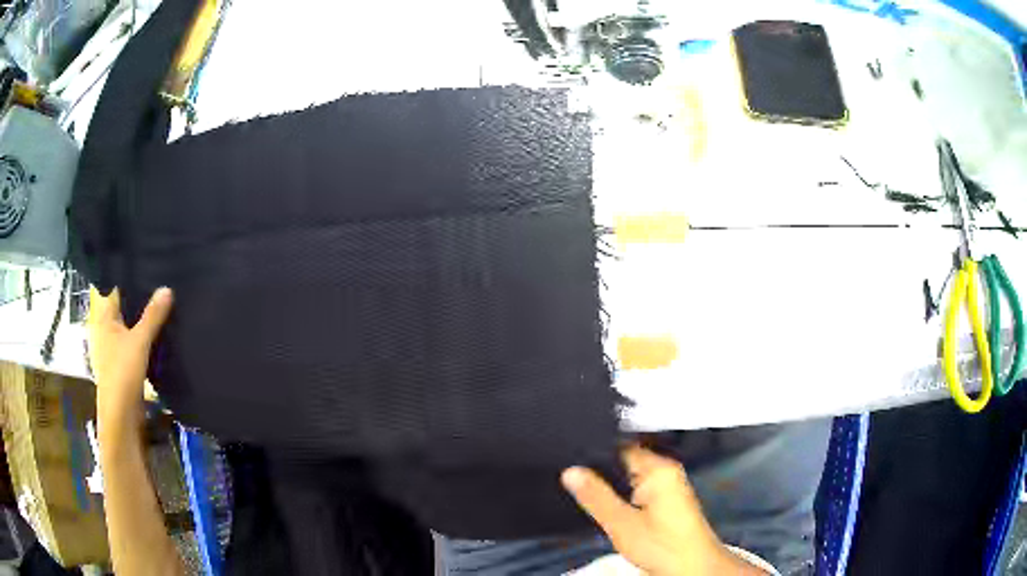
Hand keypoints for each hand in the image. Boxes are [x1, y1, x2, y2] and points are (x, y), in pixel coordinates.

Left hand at [88, 287, 172, 445]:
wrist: (121, 416)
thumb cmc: (122, 373)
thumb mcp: (139, 341)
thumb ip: (153, 316)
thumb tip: (167, 287)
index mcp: (105, 318)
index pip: (117, 288)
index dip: (130, 276)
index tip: (149, 264)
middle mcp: (108, 329)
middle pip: (125, 307)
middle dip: (141, 297)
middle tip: (162, 280)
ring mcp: (116, 348)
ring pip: (132, 326)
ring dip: (145, 319)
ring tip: (166, 303)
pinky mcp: (126, 364)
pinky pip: (137, 342)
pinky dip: (147, 337)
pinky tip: (161, 333)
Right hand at [562, 446, 765, 575]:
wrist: (693, 568)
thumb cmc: (664, 547)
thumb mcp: (622, 524)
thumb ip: (596, 496)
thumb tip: (571, 472)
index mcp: (659, 469)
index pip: (620, 446)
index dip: (593, 451)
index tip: (569, 457)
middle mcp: (666, 472)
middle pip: (624, 460)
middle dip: (600, 470)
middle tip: (573, 477)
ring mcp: (668, 486)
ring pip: (629, 476)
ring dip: (611, 485)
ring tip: (587, 491)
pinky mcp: (666, 500)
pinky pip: (637, 488)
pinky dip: (621, 495)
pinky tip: (609, 506)